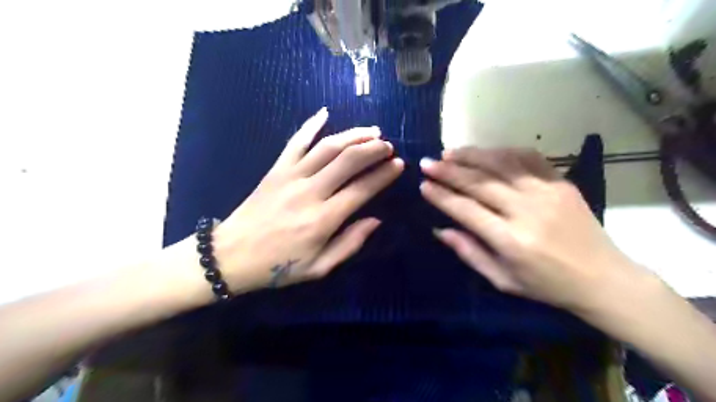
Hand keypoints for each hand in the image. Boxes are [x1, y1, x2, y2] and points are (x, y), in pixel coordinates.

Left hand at [211, 108, 402, 293]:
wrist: (231, 256)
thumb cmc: (278, 266)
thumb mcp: (319, 267)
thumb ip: (350, 243)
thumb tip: (375, 220)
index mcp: (323, 219)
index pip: (362, 189)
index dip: (383, 175)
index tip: (398, 165)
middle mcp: (310, 192)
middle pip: (347, 160)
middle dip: (373, 149)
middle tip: (389, 144)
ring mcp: (291, 176)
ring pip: (327, 147)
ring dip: (352, 135)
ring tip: (371, 131)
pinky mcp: (276, 169)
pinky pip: (295, 142)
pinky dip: (310, 125)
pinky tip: (324, 112)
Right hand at [420, 148, 646, 309]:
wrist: (603, 278)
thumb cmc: (546, 285)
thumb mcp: (502, 279)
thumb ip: (469, 252)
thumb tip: (439, 229)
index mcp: (510, 240)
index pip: (465, 210)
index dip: (441, 196)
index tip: (423, 185)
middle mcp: (526, 211)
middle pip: (479, 183)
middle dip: (448, 171)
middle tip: (427, 163)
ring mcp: (546, 192)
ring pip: (501, 164)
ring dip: (471, 155)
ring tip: (449, 152)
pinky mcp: (561, 182)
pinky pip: (528, 158)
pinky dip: (502, 152)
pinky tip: (485, 152)